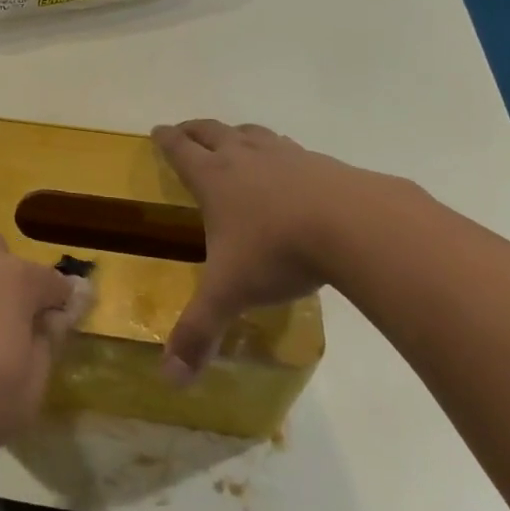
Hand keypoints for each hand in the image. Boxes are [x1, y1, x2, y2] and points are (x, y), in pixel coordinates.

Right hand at [151, 119, 422, 381]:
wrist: (352, 225)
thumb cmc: (277, 252)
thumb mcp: (230, 293)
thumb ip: (198, 332)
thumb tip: (170, 380)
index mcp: (214, 178)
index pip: (180, 150)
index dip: (165, 139)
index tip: (157, 130)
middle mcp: (243, 156)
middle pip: (211, 131)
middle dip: (194, 130)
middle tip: (184, 131)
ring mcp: (284, 154)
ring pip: (251, 132)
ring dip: (236, 134)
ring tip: (234, 140)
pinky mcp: (320, 161)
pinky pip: (289, 148)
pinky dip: (278, 151)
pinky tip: (290, 168)